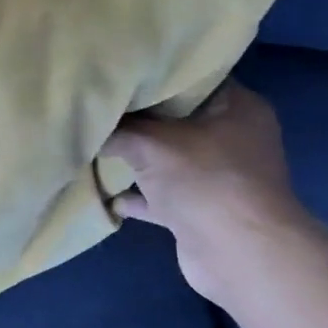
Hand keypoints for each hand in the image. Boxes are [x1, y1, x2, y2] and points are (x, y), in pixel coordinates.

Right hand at [103, 81, 327, 305]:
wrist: (239, 254)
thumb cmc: (204, 181)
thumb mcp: (151, 142)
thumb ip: (118, 129)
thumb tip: (88, 122)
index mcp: (236, 108)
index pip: (192, 78)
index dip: (154, 75)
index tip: (117, 73)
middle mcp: (232, 138)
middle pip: (175, 120)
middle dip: (136, 119)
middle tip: (98, 107)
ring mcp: (217, 177)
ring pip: (166, 160)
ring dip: (134, 160)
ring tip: (93, 147)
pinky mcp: (201, 211)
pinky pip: (161, 196)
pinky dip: (136, 197)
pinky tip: (105, 193)